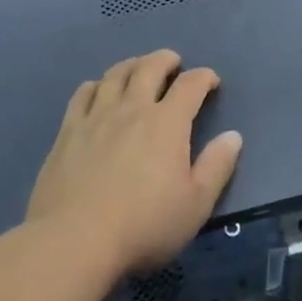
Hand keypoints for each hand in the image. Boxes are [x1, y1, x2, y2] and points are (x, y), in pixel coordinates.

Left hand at [27, 50, 242, 277]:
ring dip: (132, 65)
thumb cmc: (143, 225)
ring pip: (115, 74)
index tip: (211, 81)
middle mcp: (132, 108)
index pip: (190, 85)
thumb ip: (217, 166)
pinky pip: (83, 94)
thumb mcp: (195, 204)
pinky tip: (98, 91)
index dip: (204, 77)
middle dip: (166, 60)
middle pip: (149, 67)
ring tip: (138, 69)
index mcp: (167, 123)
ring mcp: (96, 116)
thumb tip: (233, 136)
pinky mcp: (68, 131)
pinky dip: (96, 85)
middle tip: (174, 63)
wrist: (74, 240)